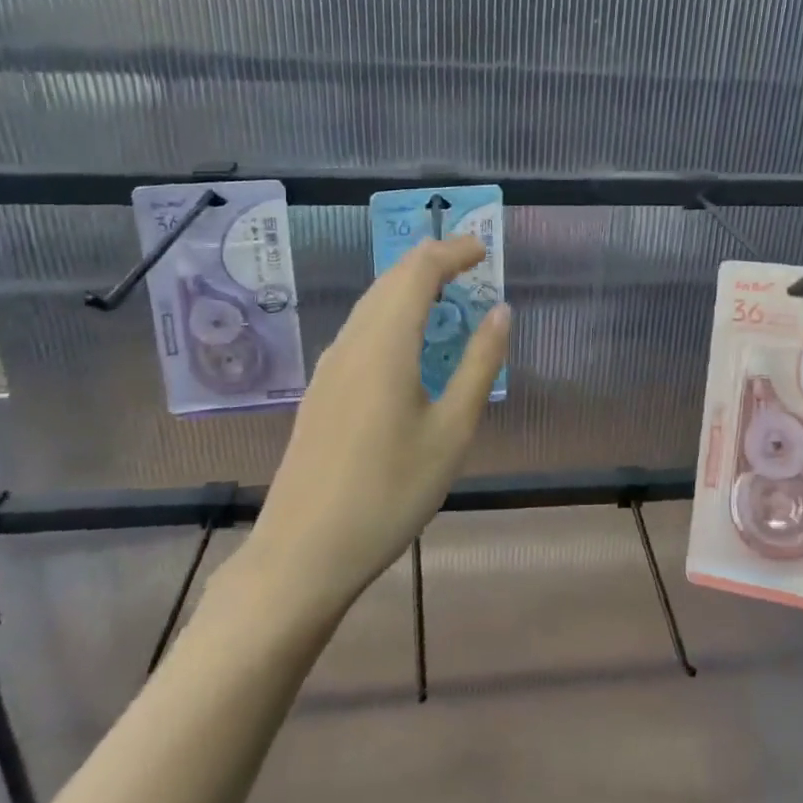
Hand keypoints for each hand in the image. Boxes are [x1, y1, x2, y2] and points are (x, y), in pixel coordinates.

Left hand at [233, 236, 510, 617]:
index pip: (418, 271)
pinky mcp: (321, 390)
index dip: (453, 251)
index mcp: (385, 343)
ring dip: (409, 286)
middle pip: (391, 279)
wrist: (303, 554)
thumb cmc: (390, 493)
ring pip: (371, 303)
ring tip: (447, 293)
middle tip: (472, 263)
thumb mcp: (452, 431)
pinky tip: (408, 341)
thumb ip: (479, 364)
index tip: (485, 249)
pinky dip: (392, 313)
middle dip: (432, 261)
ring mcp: (329, 366)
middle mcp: (351, 342)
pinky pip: (360, 329)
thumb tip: (500, 311)